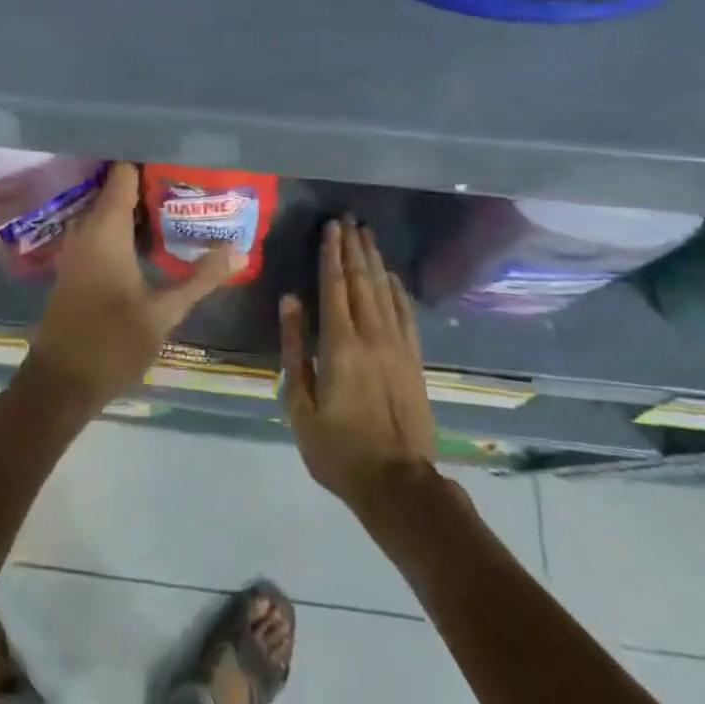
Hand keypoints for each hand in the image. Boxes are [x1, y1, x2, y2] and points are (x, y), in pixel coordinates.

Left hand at [20, 162, 237, 415]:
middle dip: (150, 183)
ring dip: (138, 207)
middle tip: (190, 181)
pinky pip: (100, 230)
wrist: (60, 383)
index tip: (179, 157)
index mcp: (105, 229)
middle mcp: (86, 229)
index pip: (122, 173)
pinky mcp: (75, 266)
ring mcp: (76, 248)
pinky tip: (151, 238)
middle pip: (116, 189)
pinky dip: (124, 227)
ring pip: (108, 211)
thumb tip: (239, 250)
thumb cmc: (111, 343)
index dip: (148, 160)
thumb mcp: (164, 312)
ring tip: (178, 203)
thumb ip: (201, 278)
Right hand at [280, 219, 437, 513]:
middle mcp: (372, 336)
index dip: (332, 254)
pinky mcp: (414, 361)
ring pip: (385, 292)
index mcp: (341, 345)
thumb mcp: (301, 405)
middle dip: (353, 248)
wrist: (398, 484)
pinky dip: (398, 291)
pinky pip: (406, 315)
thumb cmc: (338, 449)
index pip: (335, 287)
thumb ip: (295, 350)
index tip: (330, 227)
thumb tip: (290, 302)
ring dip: (375, 261)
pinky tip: (393, 277)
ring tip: (368, 235)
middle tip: (349, 219)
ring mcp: (398, 347)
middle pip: (362, 281)